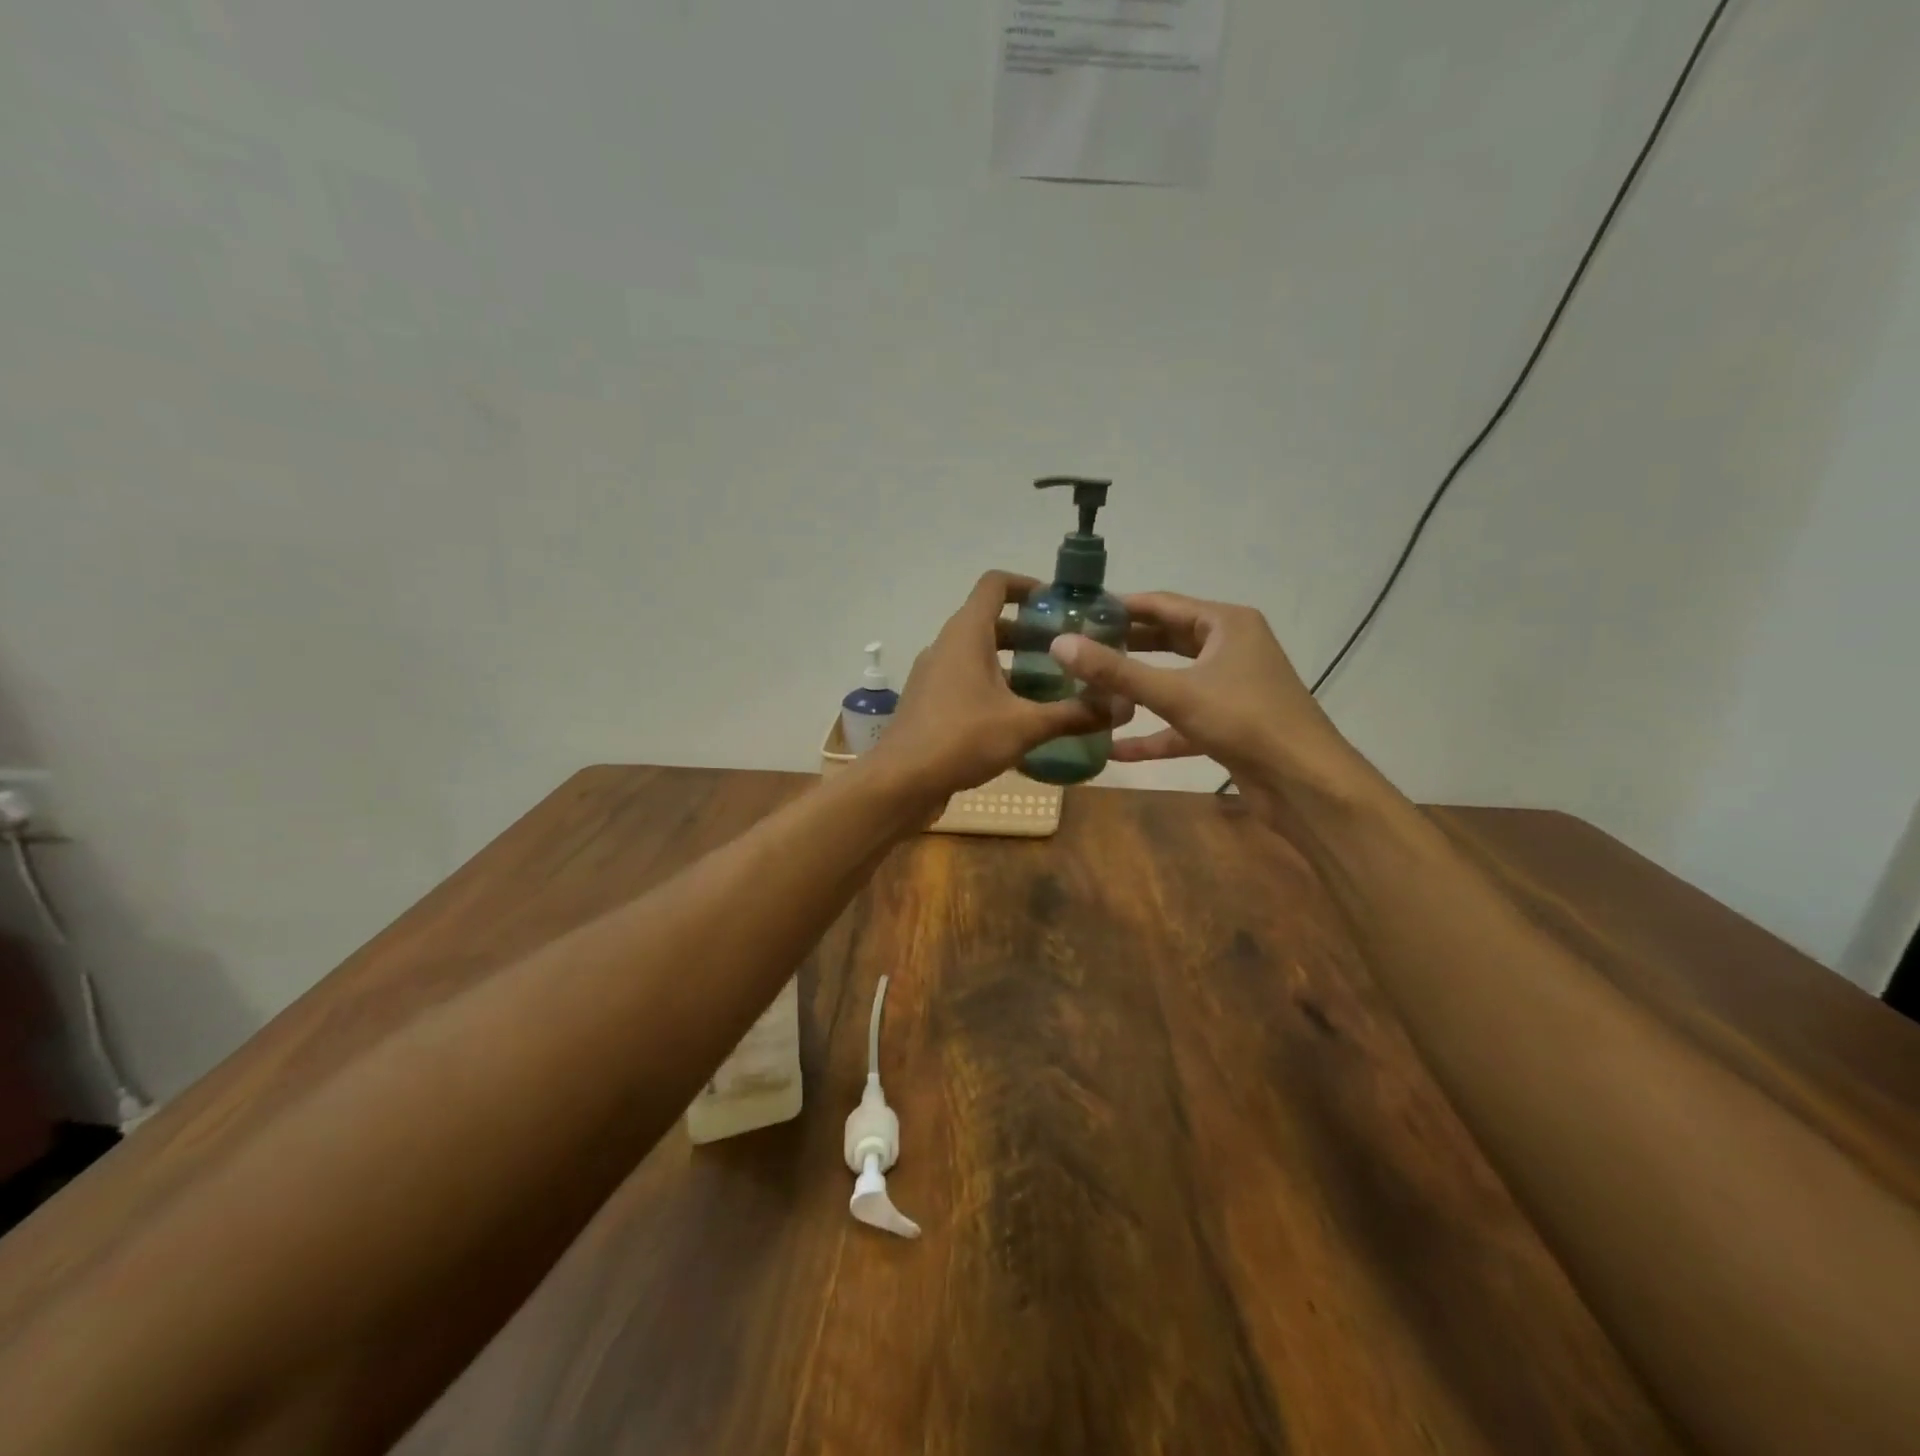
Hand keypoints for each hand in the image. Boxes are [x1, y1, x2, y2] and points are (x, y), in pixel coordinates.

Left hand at [864, 572, 1110, 805]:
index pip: (995, 585)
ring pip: (979, 655)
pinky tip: (1021, 717)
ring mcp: (934, 675)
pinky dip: (994, 687)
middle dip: (1030, 633)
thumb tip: (1123, 706)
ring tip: (1052, 685)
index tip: (1059, 605)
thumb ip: (1074, 714)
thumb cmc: (961, 740)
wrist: (900, 783)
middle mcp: (946, 646)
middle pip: (991, 622)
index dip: (1028, 585)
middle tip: (1067, 651)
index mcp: (966, 634)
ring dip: (1013, 663)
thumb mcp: (1025, 726)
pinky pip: (967, 681)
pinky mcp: (929, 703)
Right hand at [1049, 592, 1376, 821]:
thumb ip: (1116, 671)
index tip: (1077, 612)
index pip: (1162, 604)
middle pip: (1167, 640)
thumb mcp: (1175, 693)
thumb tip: (1059, 645)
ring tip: (1088, 690)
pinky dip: (1153, 733)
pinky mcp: (1228, 724)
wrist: (1306, 784)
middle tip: (1077, 649)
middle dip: (1124, 646)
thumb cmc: (1245, 721)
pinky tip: (1114, 749)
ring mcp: (1231, 688)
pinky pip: (1181, 721)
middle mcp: (1230, 648)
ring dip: (1135, 689)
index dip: (1119, 607)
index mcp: (1225, 624)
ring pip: (1173, 681)